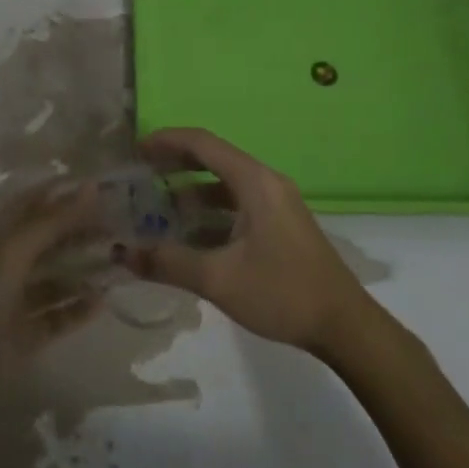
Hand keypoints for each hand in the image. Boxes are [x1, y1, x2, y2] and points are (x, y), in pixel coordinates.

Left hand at [0, 181, 110, 395]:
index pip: (36, 203)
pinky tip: (104, 301)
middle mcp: (8, 262)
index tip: (103, 187)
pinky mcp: (27, 333)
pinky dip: (79, 308)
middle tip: (121, 226)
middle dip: (82, 231)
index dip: (65, 193)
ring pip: (58, 278)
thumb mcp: (16, 249)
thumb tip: (92, 186)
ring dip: (86, 270)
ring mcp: (17, 299)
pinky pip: (59, 315)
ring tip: (120, 262)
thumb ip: (55, 219)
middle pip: (51, 240)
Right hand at [122, 128, 370, 353]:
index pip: (203, 144)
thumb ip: (169, 263)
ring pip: (224, 186)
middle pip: (213, 159)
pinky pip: (236, 205)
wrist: (345, 326)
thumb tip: (123, 253)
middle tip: (139, 176)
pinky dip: (209, 213)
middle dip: (175, 165)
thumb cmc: (283, 293)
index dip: (167, 141)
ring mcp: (275, 203)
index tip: (135, 150)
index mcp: (255, 181)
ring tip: (155, 209)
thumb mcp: (220, 279)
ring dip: (190, 193)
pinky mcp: (279, 224)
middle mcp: (265, 182)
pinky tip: (187, 236)